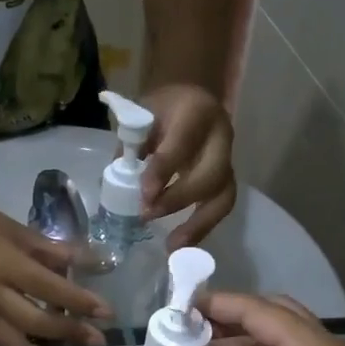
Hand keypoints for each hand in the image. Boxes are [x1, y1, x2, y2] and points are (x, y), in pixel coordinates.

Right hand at [0, 195, 110, 345]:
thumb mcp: (18, 231)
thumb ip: (54, 251)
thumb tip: (91, 262)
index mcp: (5, 265)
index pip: (50, 290)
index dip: (80, 302)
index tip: (107, 312)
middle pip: (36, 324)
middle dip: (70, 333)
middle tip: (98, 339)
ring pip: (16, 344)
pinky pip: (1, 342)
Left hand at [138, 85, 235, 247]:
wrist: (189, 98)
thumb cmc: (160, 110)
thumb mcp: (142, 116)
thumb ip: (131, 148)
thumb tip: (115, 186)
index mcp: (196, 112)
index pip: (182, 144)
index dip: (164, 171)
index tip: (144, 195)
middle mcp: (221, 136)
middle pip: (211, 174)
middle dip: (179, 199)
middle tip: (148, 215)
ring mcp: (229, 159)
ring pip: (224, 196)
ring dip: (199, 224)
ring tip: (173, 247)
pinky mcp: (227, 180)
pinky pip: (220, 207)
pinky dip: (202, 228)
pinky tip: (183, 245)